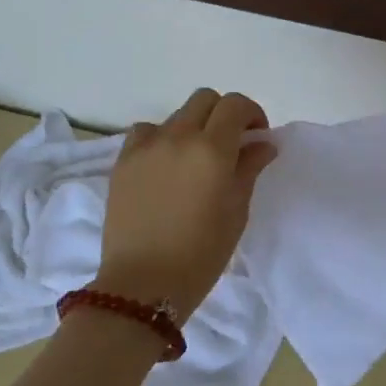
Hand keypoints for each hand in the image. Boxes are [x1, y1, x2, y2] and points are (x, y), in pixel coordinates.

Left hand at [98, 89, 276, 323]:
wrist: (143, 285)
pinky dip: (161, 138)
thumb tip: (262, 144)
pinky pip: (145, 132)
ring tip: (194, 158)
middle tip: (230, 143)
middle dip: (223, 114)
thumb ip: (249, 168)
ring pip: (176, 114)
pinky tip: (164, 164)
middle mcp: (178, 137)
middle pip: (205, 99)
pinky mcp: (122, 161)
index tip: (256, 136)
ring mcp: (146, 147)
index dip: (251, 113)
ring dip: (192, 126)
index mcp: (212, 149)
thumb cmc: (201, 253)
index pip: (236, 105)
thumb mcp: (237, 211)